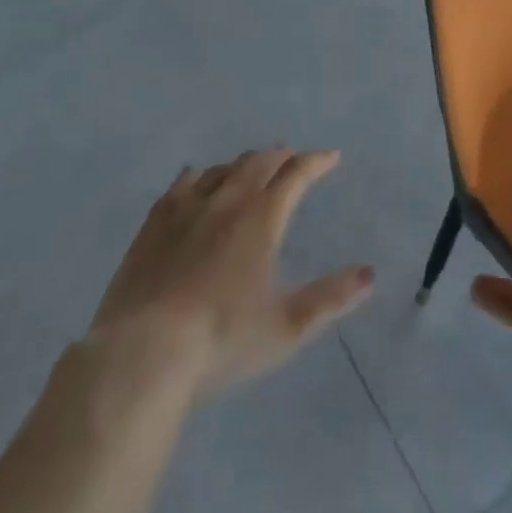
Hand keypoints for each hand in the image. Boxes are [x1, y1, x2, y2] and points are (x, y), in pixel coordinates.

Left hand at [87, 148, 373, 396]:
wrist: (141, 355)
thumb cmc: (222, 340)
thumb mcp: (286, 327)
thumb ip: (331, 298)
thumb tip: (369, 274)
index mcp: (263, 217)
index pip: (297, 174)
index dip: (317, 162)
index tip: (331, 157)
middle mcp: (228, 200)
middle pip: (259, 162)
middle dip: (281, 156)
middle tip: (292, 159)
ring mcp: (187, 208)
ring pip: (223, 168)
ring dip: (244, 163)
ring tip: (252, 167)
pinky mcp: (153, 224)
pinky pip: (181, 184)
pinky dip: (199, 175)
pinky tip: (196, 178)